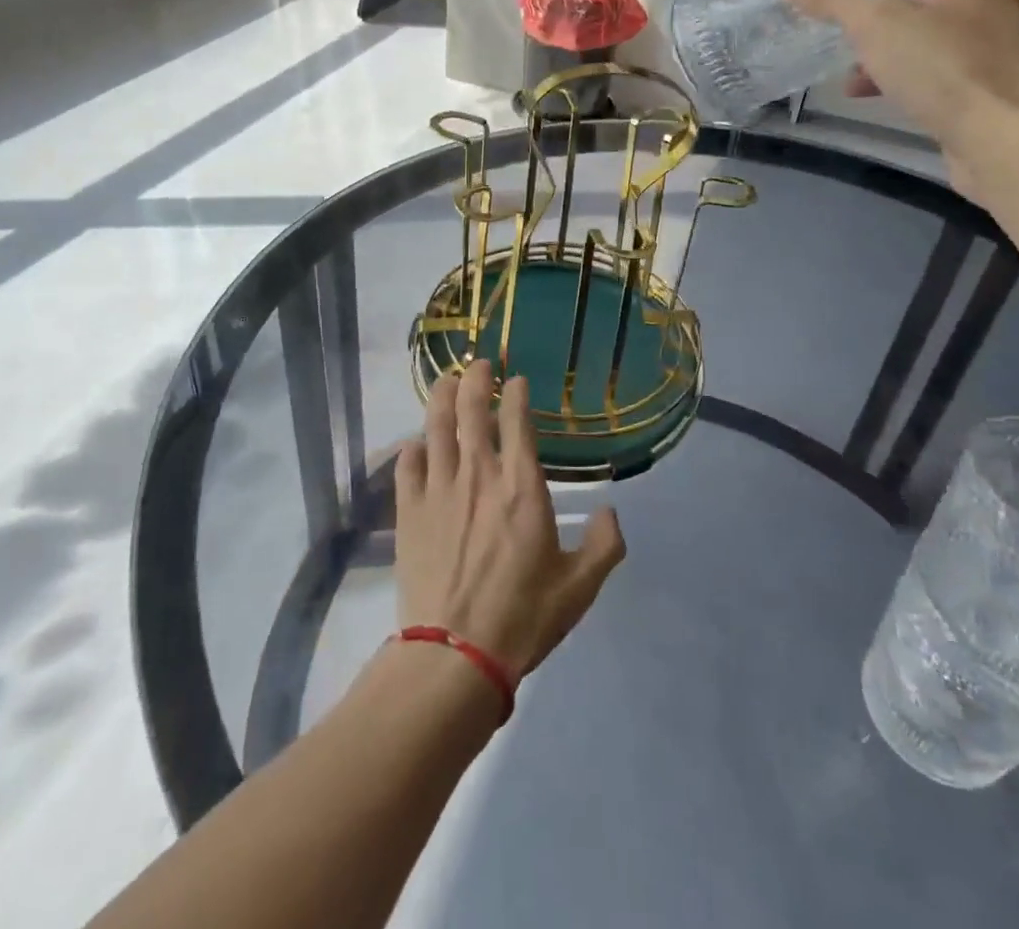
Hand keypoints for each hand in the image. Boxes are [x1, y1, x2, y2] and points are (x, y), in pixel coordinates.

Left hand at [394, 360, 625, 679]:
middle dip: (475, 380)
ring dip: (443, 398)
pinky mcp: (409, 511)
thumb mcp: (579, 587)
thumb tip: (610, 513)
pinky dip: (414, 447)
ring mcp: (439, 490)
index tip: (514, 380)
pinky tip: (418, 443)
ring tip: (447, 381)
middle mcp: (479, 475)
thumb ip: (603, 545)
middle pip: (472, 411)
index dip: (515, 394)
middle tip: (478, 364)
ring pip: (438, 427)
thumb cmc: (523, 617)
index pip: (517, 422)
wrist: (455, 654)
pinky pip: (408, 465)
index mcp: (522, 487)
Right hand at [781, 0, 1018, 188]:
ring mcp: (992, 39)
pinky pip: (935, 59)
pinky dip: (897, 64)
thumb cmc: (948, 65)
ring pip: (938, 15)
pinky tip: (860, 86)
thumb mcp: (876, 23)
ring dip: (893, 20)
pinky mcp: (982, 81)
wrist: (1009, 141)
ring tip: (849, 36)